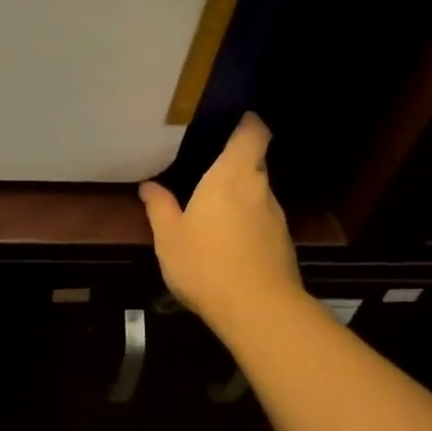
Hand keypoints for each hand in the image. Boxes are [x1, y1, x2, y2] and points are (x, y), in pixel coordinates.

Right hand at [139, 113, 302, 334]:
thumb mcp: (169, 236)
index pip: (252, 134)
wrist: (258, 310)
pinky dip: (247, 222)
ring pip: (258, 194)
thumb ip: (159, 207)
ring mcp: (276, 218)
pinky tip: (227, 241)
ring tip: (213, 209)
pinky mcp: (282, 244)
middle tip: (208, 168)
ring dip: (240, 196)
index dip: (248, 123)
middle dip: (235, 163)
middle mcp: (259, 189)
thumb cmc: (206, 263)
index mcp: (231, 176)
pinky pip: (262, 220)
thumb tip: (149, 186)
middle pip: (255, 163)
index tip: (236, 119)